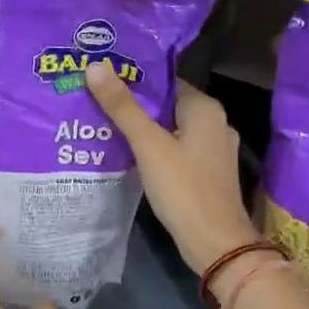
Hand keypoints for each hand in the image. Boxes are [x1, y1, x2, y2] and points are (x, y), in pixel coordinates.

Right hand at [86, 63, 259, 276]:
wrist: (215, 243)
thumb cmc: (184, 188)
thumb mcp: (148, 145)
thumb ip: (122, 107)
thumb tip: (95, 66)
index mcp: (205, 108)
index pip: (165, 81)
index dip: (133, 79)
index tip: (101, 79)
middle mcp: (214, 123)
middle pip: (166, 105)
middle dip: (133, 106)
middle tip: (93, 102)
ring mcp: (212, 150)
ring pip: (169, 130)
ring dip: (140, 130)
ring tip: (101, 125)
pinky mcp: (206, 173)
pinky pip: (175, 151)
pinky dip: (153, 150)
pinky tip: (125, 155)